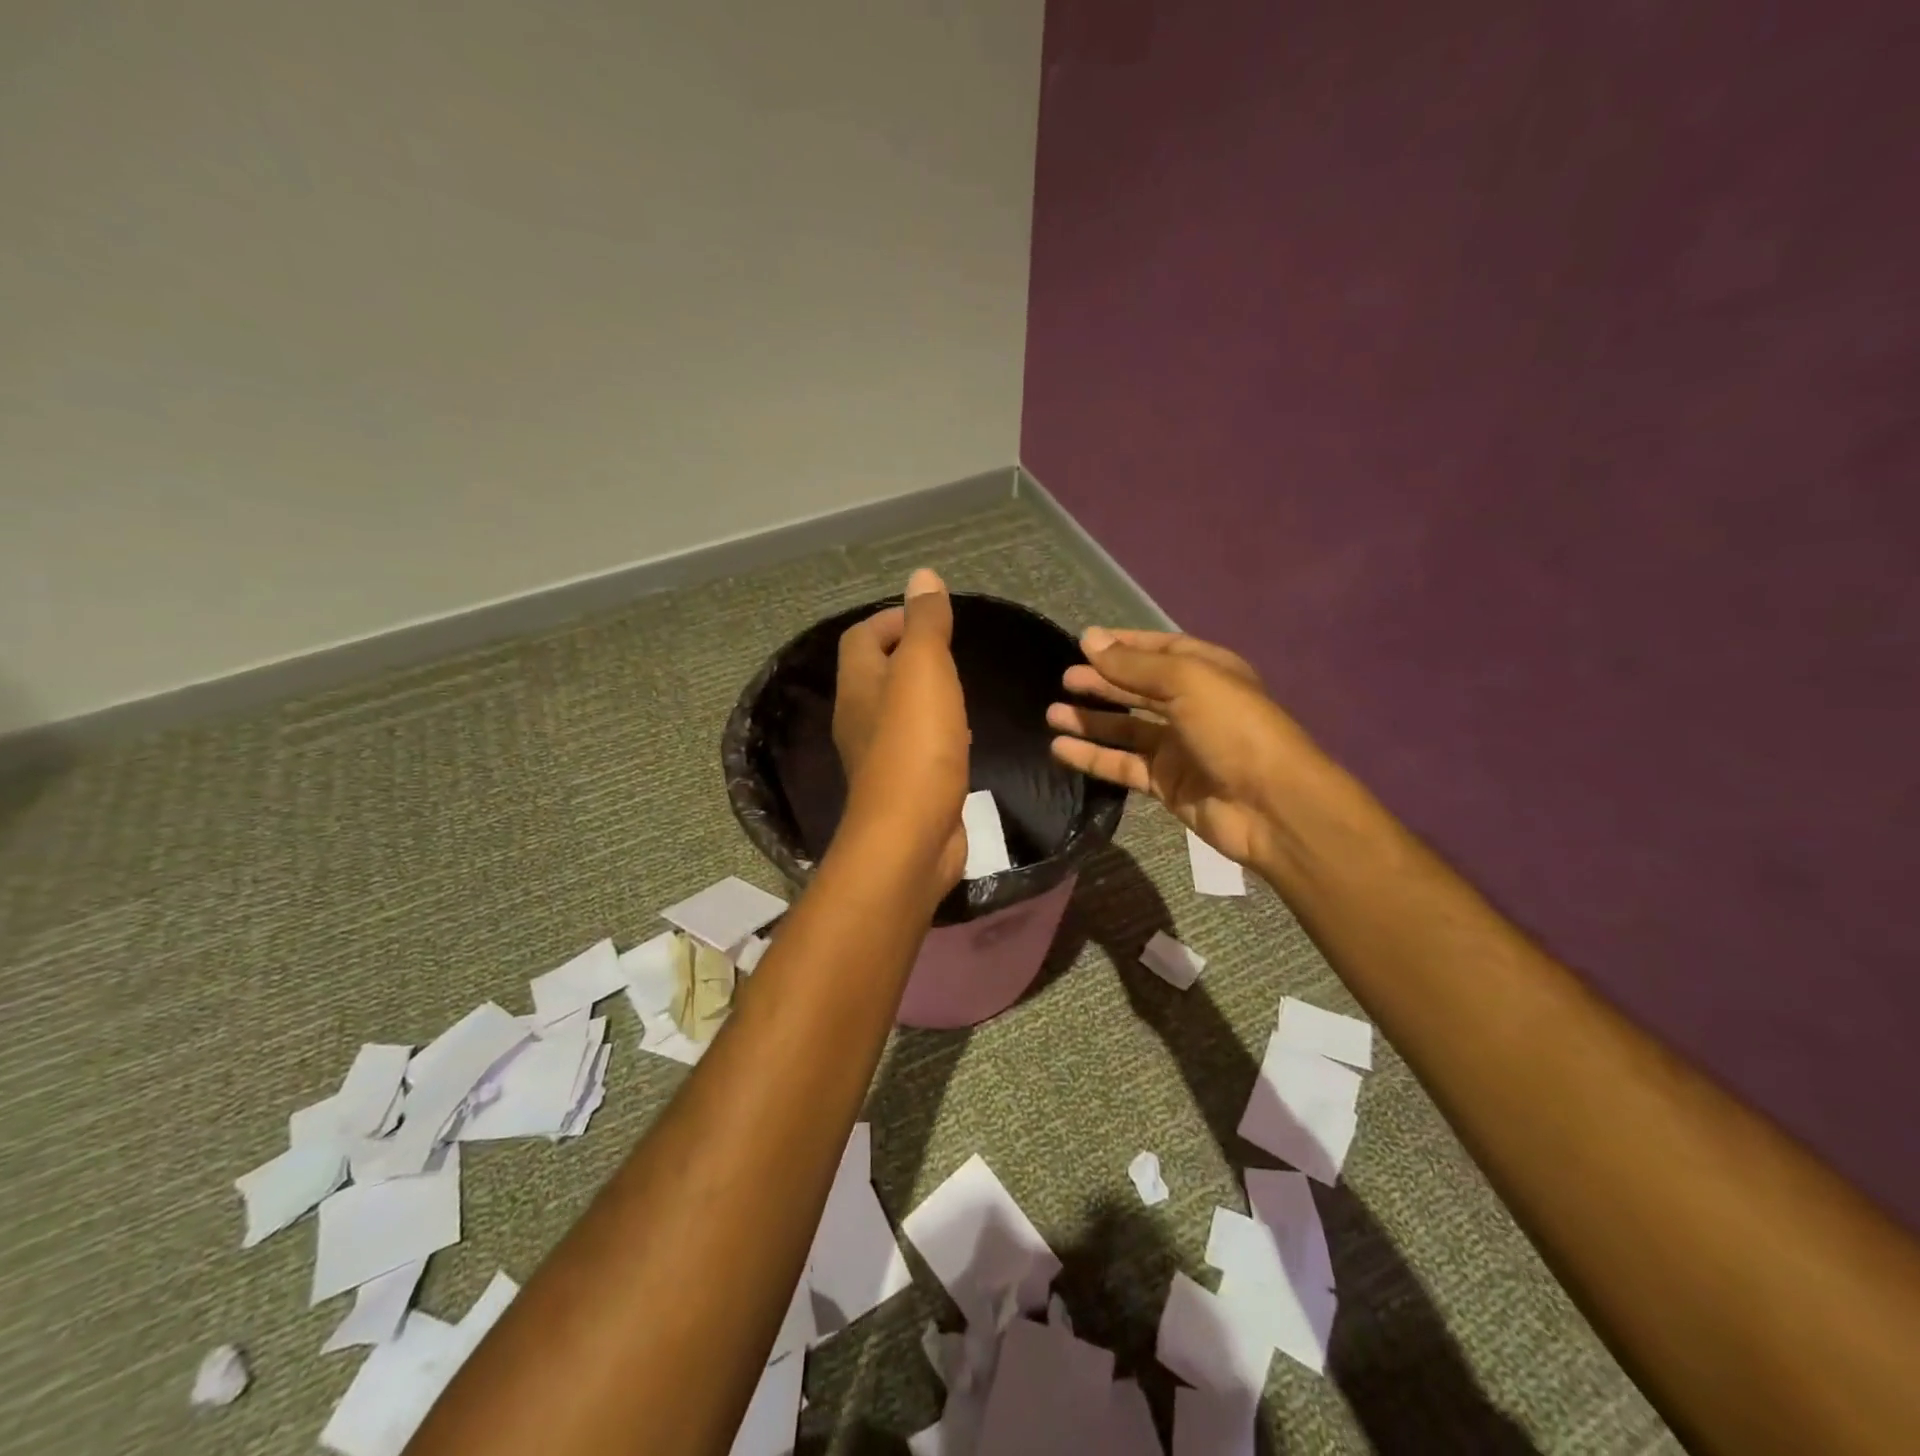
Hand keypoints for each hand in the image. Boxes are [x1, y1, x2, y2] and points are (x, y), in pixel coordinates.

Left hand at [833, 569, 969, 887]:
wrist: (911, 837)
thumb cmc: (916, 745)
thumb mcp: (924, 672)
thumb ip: (925, 625)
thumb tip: (922, 578)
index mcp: (859, 685)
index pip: (861, 639)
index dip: (891, 621)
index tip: (931, 619)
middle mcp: (860, 718)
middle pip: (876, 675)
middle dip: (909, 657)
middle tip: (950, 653)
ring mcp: (879, 756)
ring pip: (897, 712)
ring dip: (923, 695)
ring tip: (959, 689)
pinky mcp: (903, 786)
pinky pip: (916, 746)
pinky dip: (936, 732)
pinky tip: (962, 737)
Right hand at [1047, 628, 1323, 870]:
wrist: (1270, 806)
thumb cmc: (1232, 729)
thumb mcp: (1185, 682)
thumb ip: (1133, 665)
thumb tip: (1089, 639)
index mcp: (1206, 672)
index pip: (1158, 651)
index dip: (1122, 646)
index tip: (1084, 644)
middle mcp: (1192, 705)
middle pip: (1138, 689)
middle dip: (1102, 682)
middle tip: (1064, 680)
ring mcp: (1178, 746)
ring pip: (1126, 728)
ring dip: (1091, 720)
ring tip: (1051, 713)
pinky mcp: (1166, 782)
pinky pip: (1122, 765)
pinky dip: (1093, 756)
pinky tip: (1061, 750)